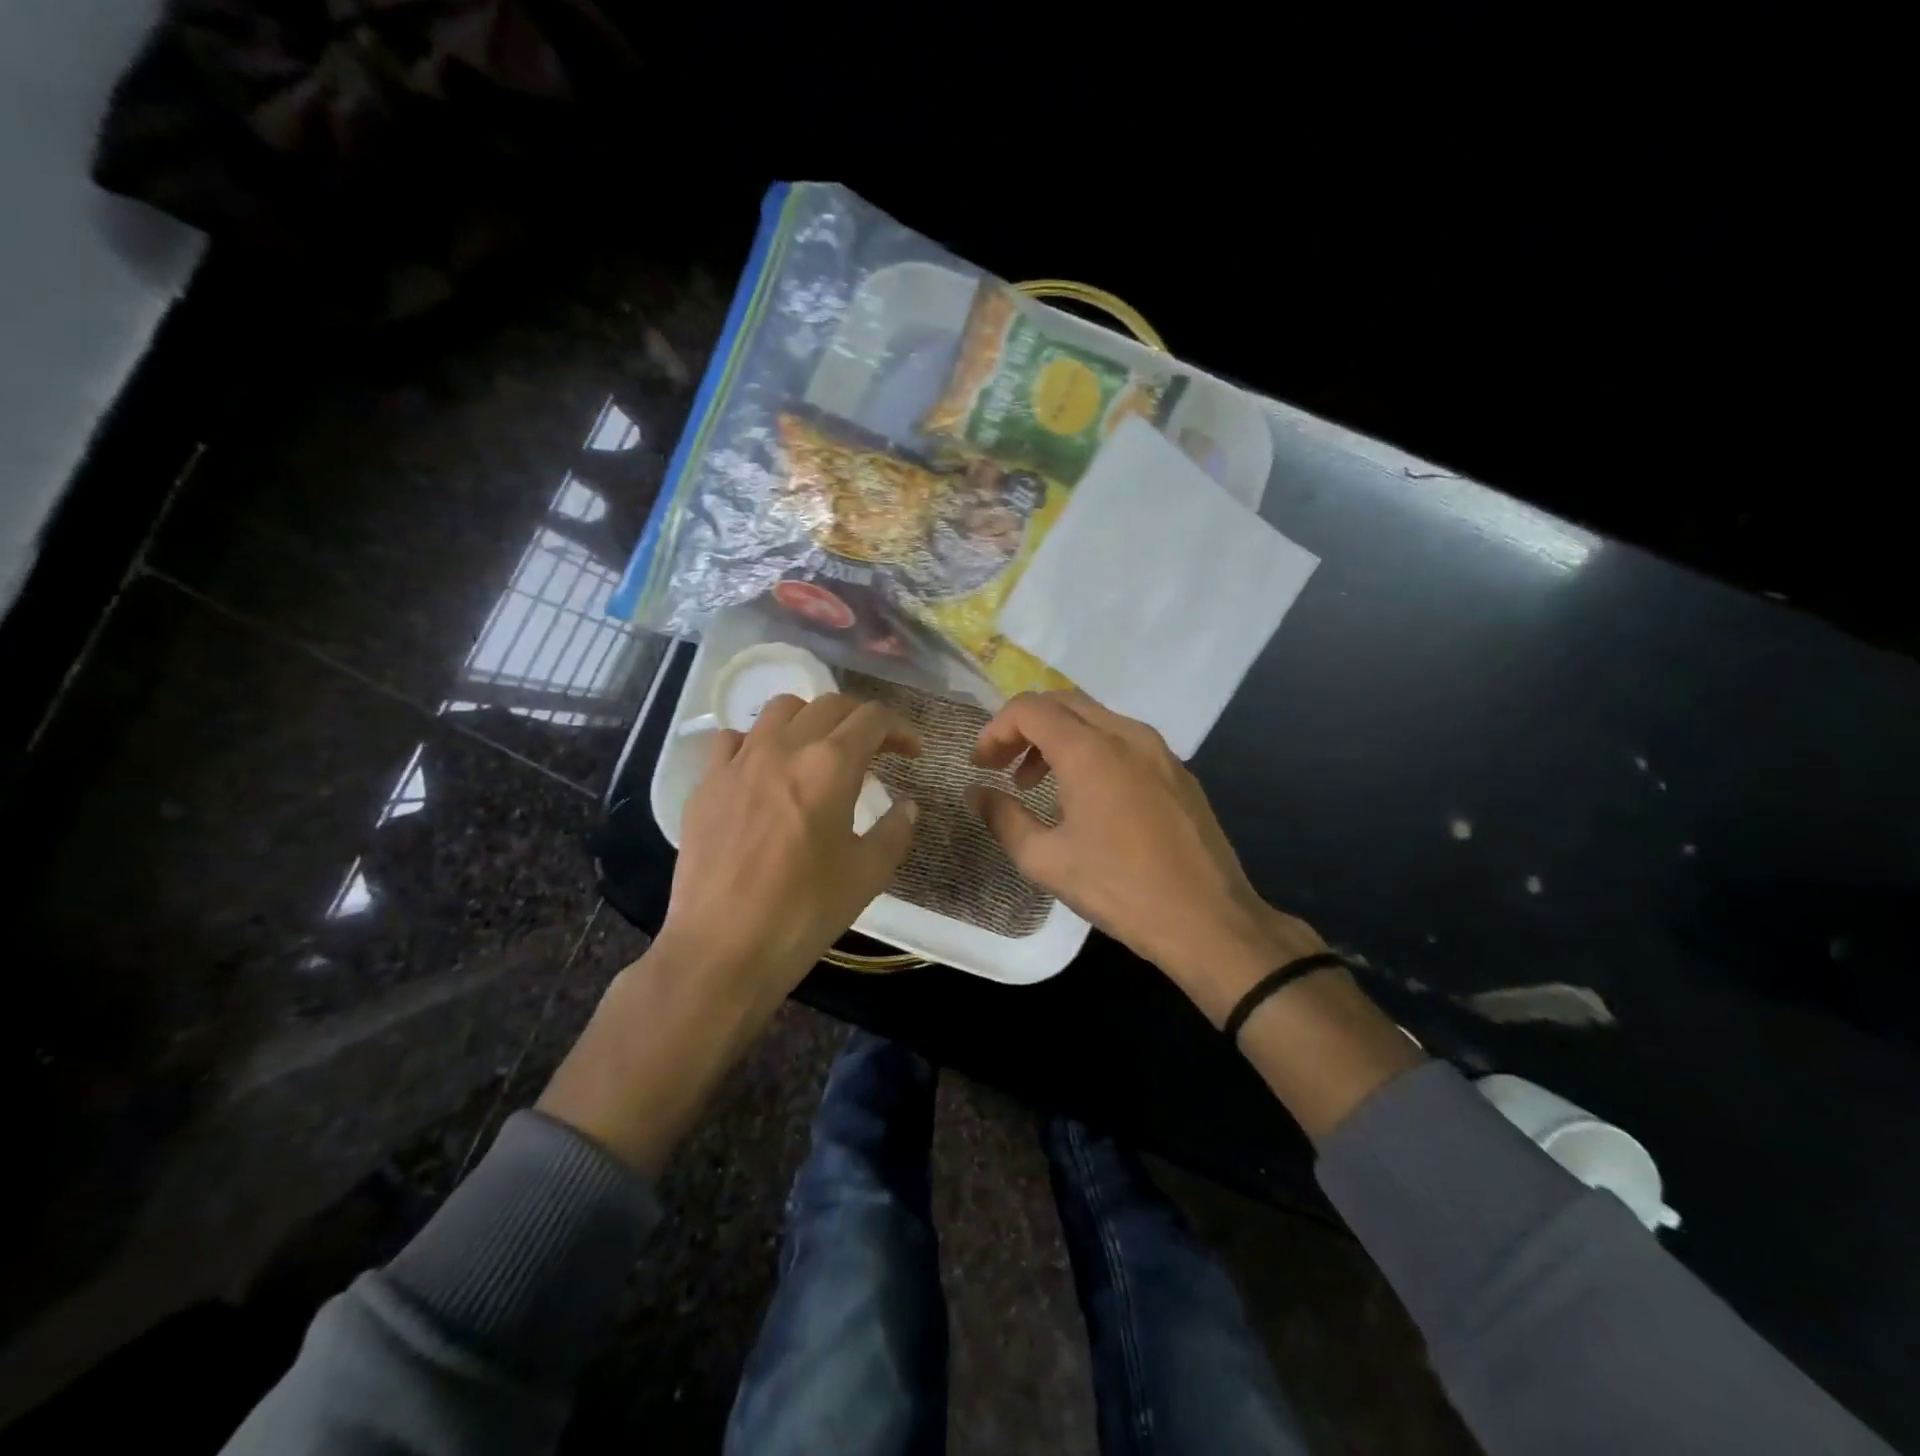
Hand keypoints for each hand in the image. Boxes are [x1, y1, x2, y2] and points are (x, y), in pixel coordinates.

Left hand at [661, 691, 921, 999]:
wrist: (722, 948)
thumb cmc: (804, 912)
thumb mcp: (867, 875)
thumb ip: (895, 831)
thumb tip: (907, 806)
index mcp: (830, 765)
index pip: (872, 719)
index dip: (900, 728)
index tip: (912, 751)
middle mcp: (783, 748)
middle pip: (829, 705)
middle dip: (860, 720)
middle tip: (876, 749)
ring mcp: (738, 762)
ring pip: (779, 710)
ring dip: (811, 720)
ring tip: (820, 750)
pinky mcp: (706, 784)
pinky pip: (733, 740)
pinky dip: (758, 742)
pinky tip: (765, 770)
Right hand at [968, 689, 1421, 1141]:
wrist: (1208, 920)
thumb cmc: (1120, 889)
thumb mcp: (1046, 861)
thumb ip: (1003, 819)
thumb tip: (976, 795)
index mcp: (1091, 750)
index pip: (1030, 708)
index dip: (996, 730)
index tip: (981, 765)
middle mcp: (1127, 735)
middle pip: (1063, 703)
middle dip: (1025, 728)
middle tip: (1004, 768)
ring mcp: (1159, 750)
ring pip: (1096, 719)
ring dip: (1058, 739)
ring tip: (1039, 785)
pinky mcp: (1179, 771)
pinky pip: (1124, 741)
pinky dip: (1091, 751)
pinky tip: (1087, 797)